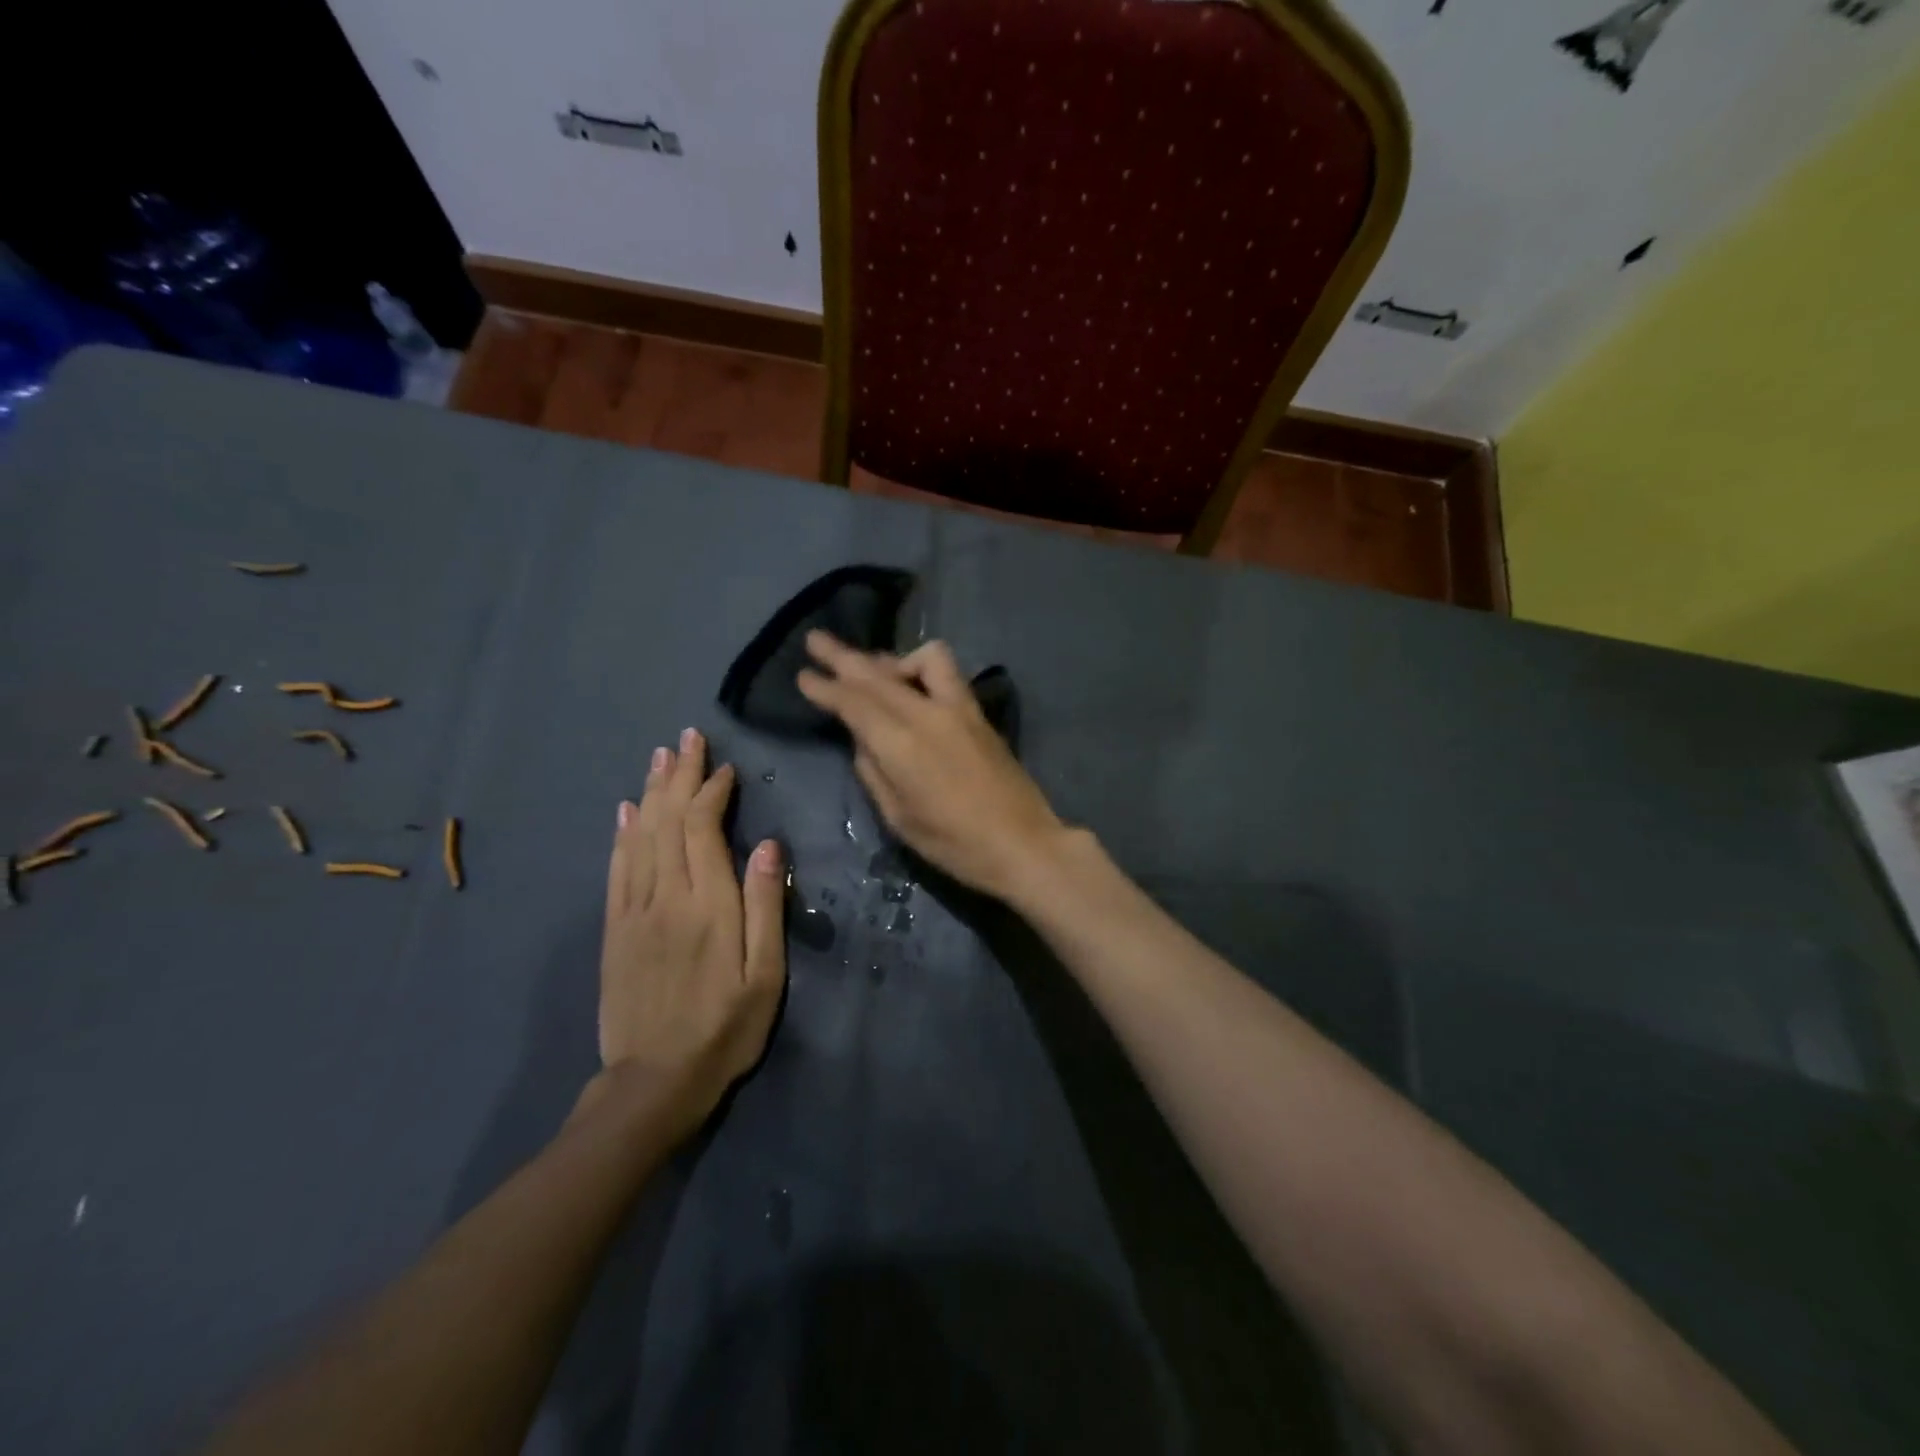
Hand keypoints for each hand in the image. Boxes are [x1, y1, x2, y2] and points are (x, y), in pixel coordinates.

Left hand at [598, 728, 785, 1139]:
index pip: (704, 829)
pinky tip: (626, 810)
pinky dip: (622, 833)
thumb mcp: (765, 975)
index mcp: (708, 905)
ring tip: (659, 757)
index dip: (712, 791)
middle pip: (668, 821)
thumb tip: (769, 846)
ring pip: (639, 836)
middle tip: (687, 738)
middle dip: (680, 775)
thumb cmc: (726, 1027)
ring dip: (650, 791)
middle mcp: (666, 897)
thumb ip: (765, 906)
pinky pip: (617, 868)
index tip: (725, 768)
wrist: (655, 1081)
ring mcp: (635, 911)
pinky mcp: (615, 929)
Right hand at [796, 631, 1069, 899]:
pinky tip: (912, 682)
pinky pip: (945, 672)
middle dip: (843, 657)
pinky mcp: (977, 713)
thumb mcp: (899, 818)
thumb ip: (874, 772)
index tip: (803, 674)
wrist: (1022, 844)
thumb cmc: (953, 844)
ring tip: (867, 666)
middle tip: (816, 640)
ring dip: (887, 659)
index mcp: (900, 744)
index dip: (826, 687)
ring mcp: (957, 708)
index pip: (853, 703)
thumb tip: (863, 741)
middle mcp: (927, 714)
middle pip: (878, 675)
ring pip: (917, 661)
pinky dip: (921, 667)